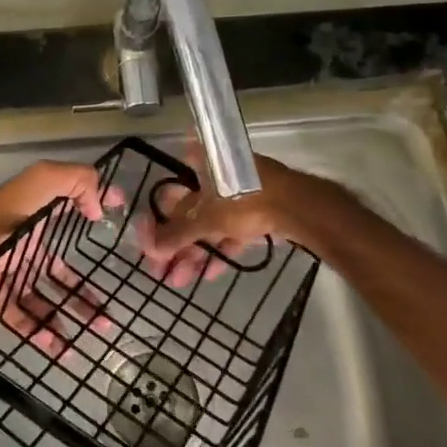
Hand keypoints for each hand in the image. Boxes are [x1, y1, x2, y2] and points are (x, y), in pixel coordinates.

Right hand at [138, 151, 338, 288]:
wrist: (297, 207)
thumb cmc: (243, 200)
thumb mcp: (205, 218)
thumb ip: (176, 234)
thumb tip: (149, 250)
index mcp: (201, 165)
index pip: (170, 193)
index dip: (157, 221)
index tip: (151, 245)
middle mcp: (216, 175)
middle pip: (189, 214)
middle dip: (175, 245)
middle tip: (162, 271)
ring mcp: (238, 194)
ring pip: (209, 225)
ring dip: (194, 253)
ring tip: (180, 281)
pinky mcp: (255, 211)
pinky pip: (230, 232)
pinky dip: (219, 250)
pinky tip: (209, 275)